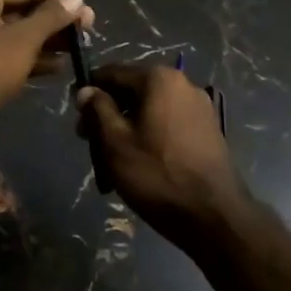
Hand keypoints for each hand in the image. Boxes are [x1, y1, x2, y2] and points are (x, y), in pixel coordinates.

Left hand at [0, 0, 93, 108]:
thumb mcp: (23, 40)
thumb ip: (51, 16)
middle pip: (21, 8)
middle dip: (55, 17)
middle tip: (88, 22)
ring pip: (15, 31)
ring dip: (47, 38)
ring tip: (79, 43)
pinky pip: (6, 50)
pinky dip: (30, 55)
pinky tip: (58, 65)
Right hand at [76, 64, 250, 248]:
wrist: (214, 217)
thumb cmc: (157, 174)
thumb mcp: (115, 142)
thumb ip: (98, 109)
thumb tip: (86, 90)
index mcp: (159, 79)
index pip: (112, 73)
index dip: (89, 93)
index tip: (76, 116)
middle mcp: (183, 84)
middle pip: (132, 91)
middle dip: (109, 114)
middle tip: (90, 143)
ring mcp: (200, 108)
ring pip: (150, 110)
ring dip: (128, 128)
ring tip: (113, 161)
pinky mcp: (208, 131)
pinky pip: (168, 125)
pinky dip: (150, 137)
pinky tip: (140, 164)